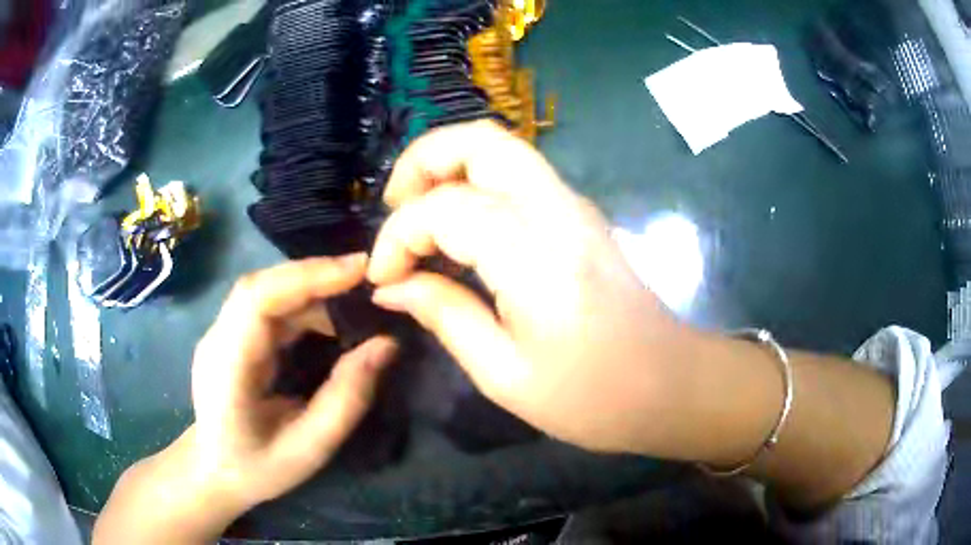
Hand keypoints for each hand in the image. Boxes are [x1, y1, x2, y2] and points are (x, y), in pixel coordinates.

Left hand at [188, 255, 397, 511]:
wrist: (214, 471)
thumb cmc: (258, 468)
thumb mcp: (310, 447)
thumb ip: (347, 398)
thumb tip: (386, 345)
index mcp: (228, 368)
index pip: (257, 300)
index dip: (306, 277)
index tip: (358, 270)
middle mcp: (218, 339)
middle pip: (261, 286)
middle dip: (314, 274)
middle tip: (365, 276)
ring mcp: (221, 333)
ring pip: (264, 290)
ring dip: (310, 287)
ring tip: (354, 296)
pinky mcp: (231, 335)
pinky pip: (266, 305)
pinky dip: (301, 301)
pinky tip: (328, 316)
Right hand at [367, 121, 694, 456]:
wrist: (671, 385)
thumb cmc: (593, 397)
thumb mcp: (504, 374)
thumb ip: (444, 316)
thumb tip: (392, 288)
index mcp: (536, 256)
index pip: (445, 208)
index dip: (397, 237)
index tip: (382, 279)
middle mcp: (558, 211)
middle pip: (480, 140)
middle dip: (422, 161)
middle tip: (393, 210)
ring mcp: (575, 205)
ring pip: (501, 148)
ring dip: (448, 167)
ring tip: (417, 216)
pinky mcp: (581, 215)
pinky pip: (518, 174)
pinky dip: (475, 182)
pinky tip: (459, 227)